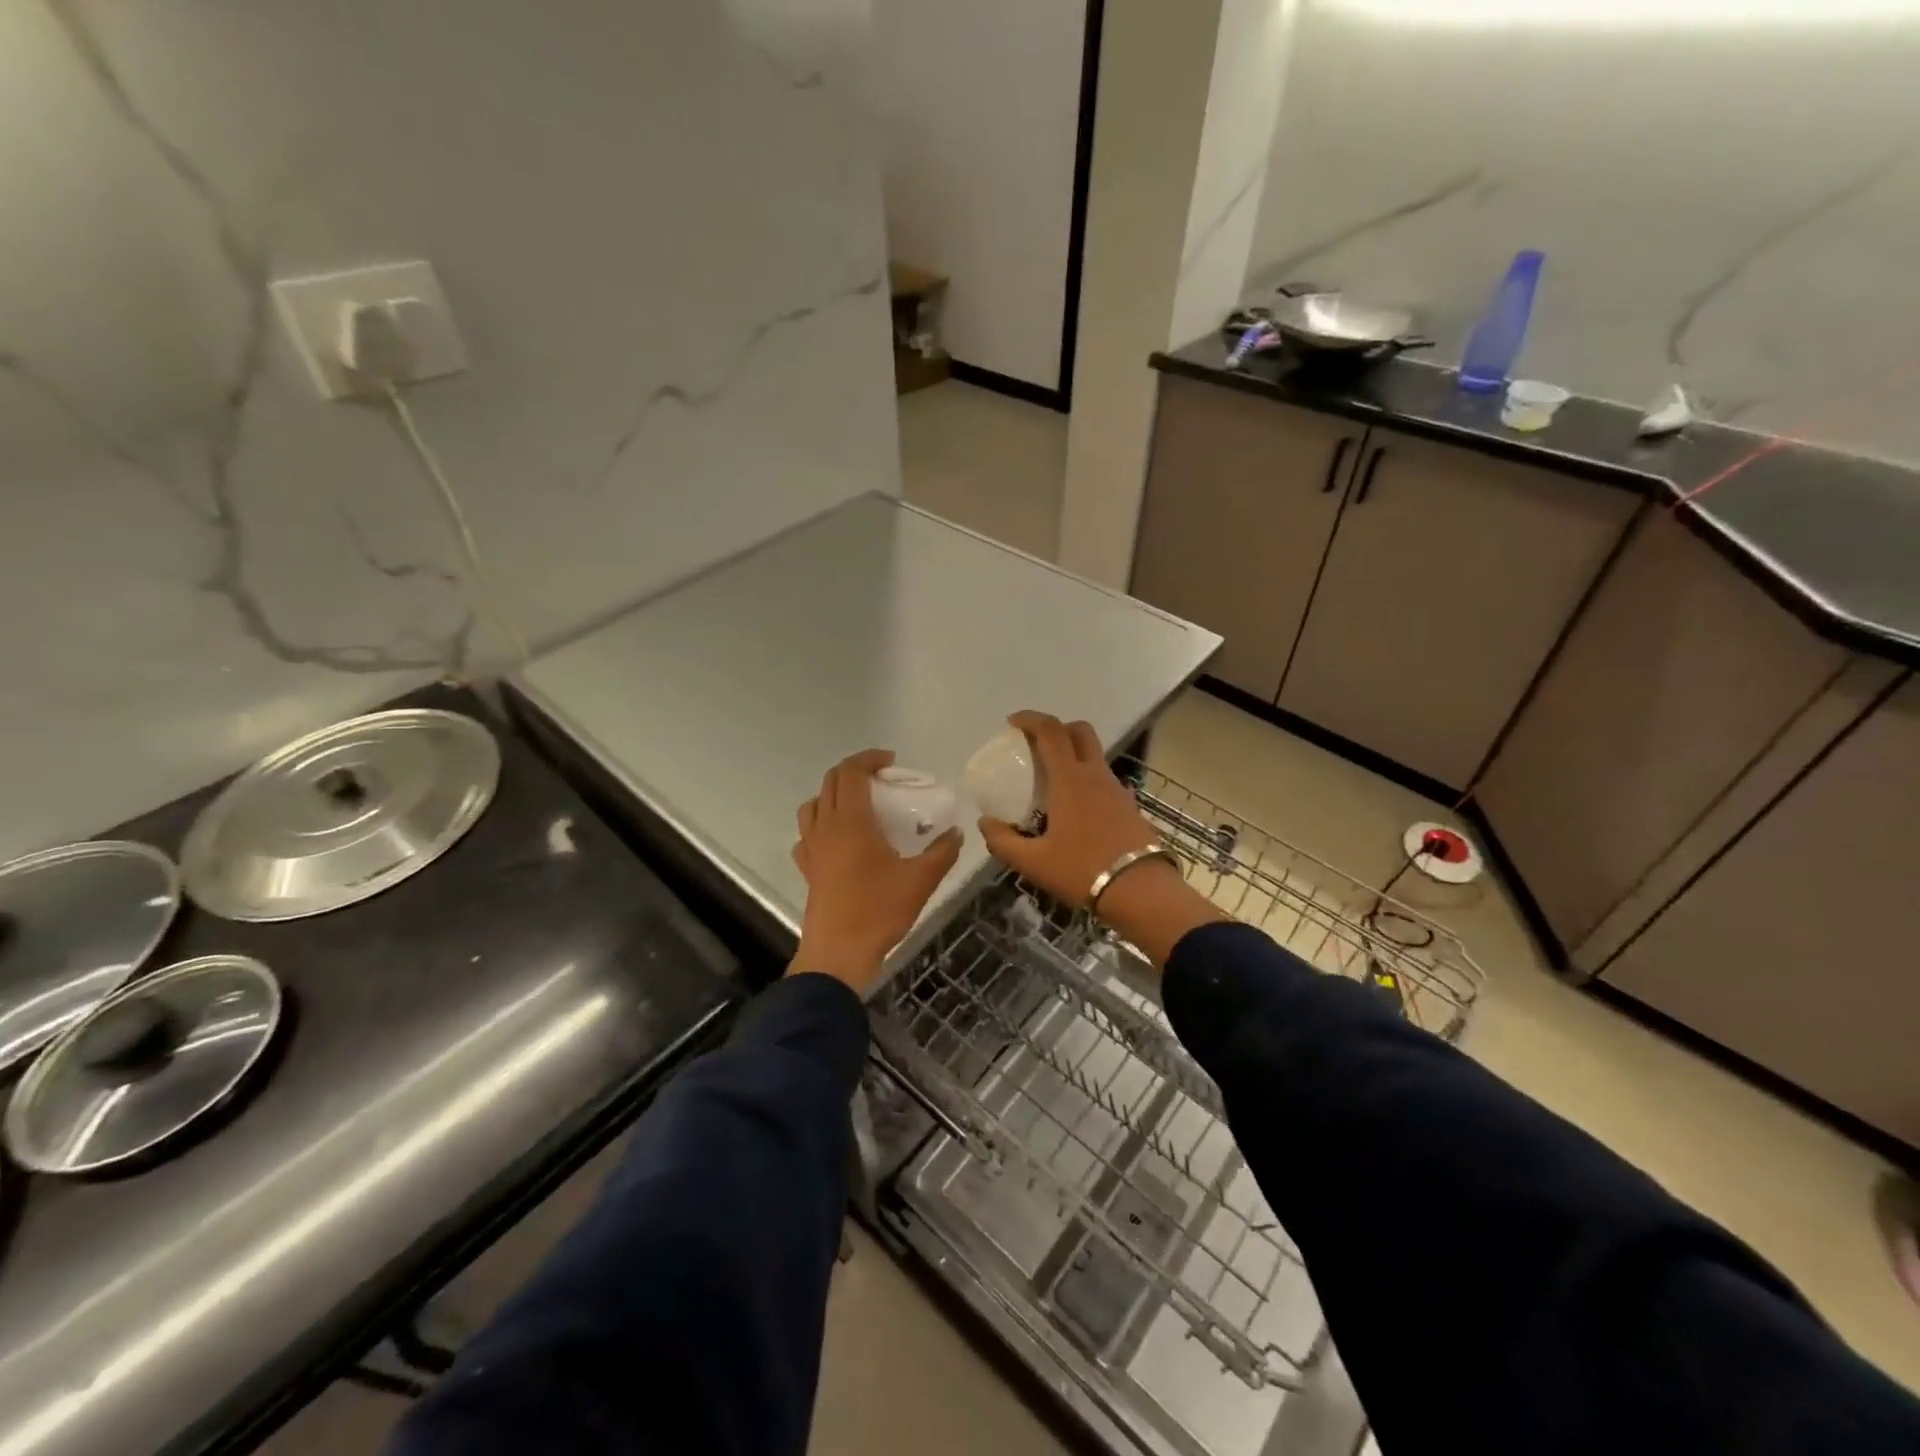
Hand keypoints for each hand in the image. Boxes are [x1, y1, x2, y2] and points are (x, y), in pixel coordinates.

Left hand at [790, 748, 961, 993]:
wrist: (839, 952)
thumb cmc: (879, 910)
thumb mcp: (921, 880)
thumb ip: (942, 852)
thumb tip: (956, 832)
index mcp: (851, 821)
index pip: (851, 772)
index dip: (869, 759)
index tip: (891, 762)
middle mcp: (826, 827)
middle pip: (831, 782)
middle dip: (855, 772)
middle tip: (882, 780)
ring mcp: (812, 848)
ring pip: (813, 805)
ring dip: (834, 794)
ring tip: (859, 805)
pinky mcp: (807, 868)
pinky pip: (807, 834)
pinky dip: (821, 824)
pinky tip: (839, 840)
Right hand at [977, 712, 1226, 966]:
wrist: (1141, 892)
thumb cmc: (1082, 870)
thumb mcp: (1033, 862)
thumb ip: (1003, 841)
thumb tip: (985, 823)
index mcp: (1070, 779)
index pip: (1050, 731)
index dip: (1030, 719)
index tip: (1012, 723)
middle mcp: (1095, 775)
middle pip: (1080, 731)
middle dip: (1056, 729)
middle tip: (1035, 747)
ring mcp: (1117, 789)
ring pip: (1094, 756)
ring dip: (1072, 756)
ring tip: (1051, 783)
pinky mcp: (1129, 806)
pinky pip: (1103, 780)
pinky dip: (1086, 780)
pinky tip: (1075, 810)